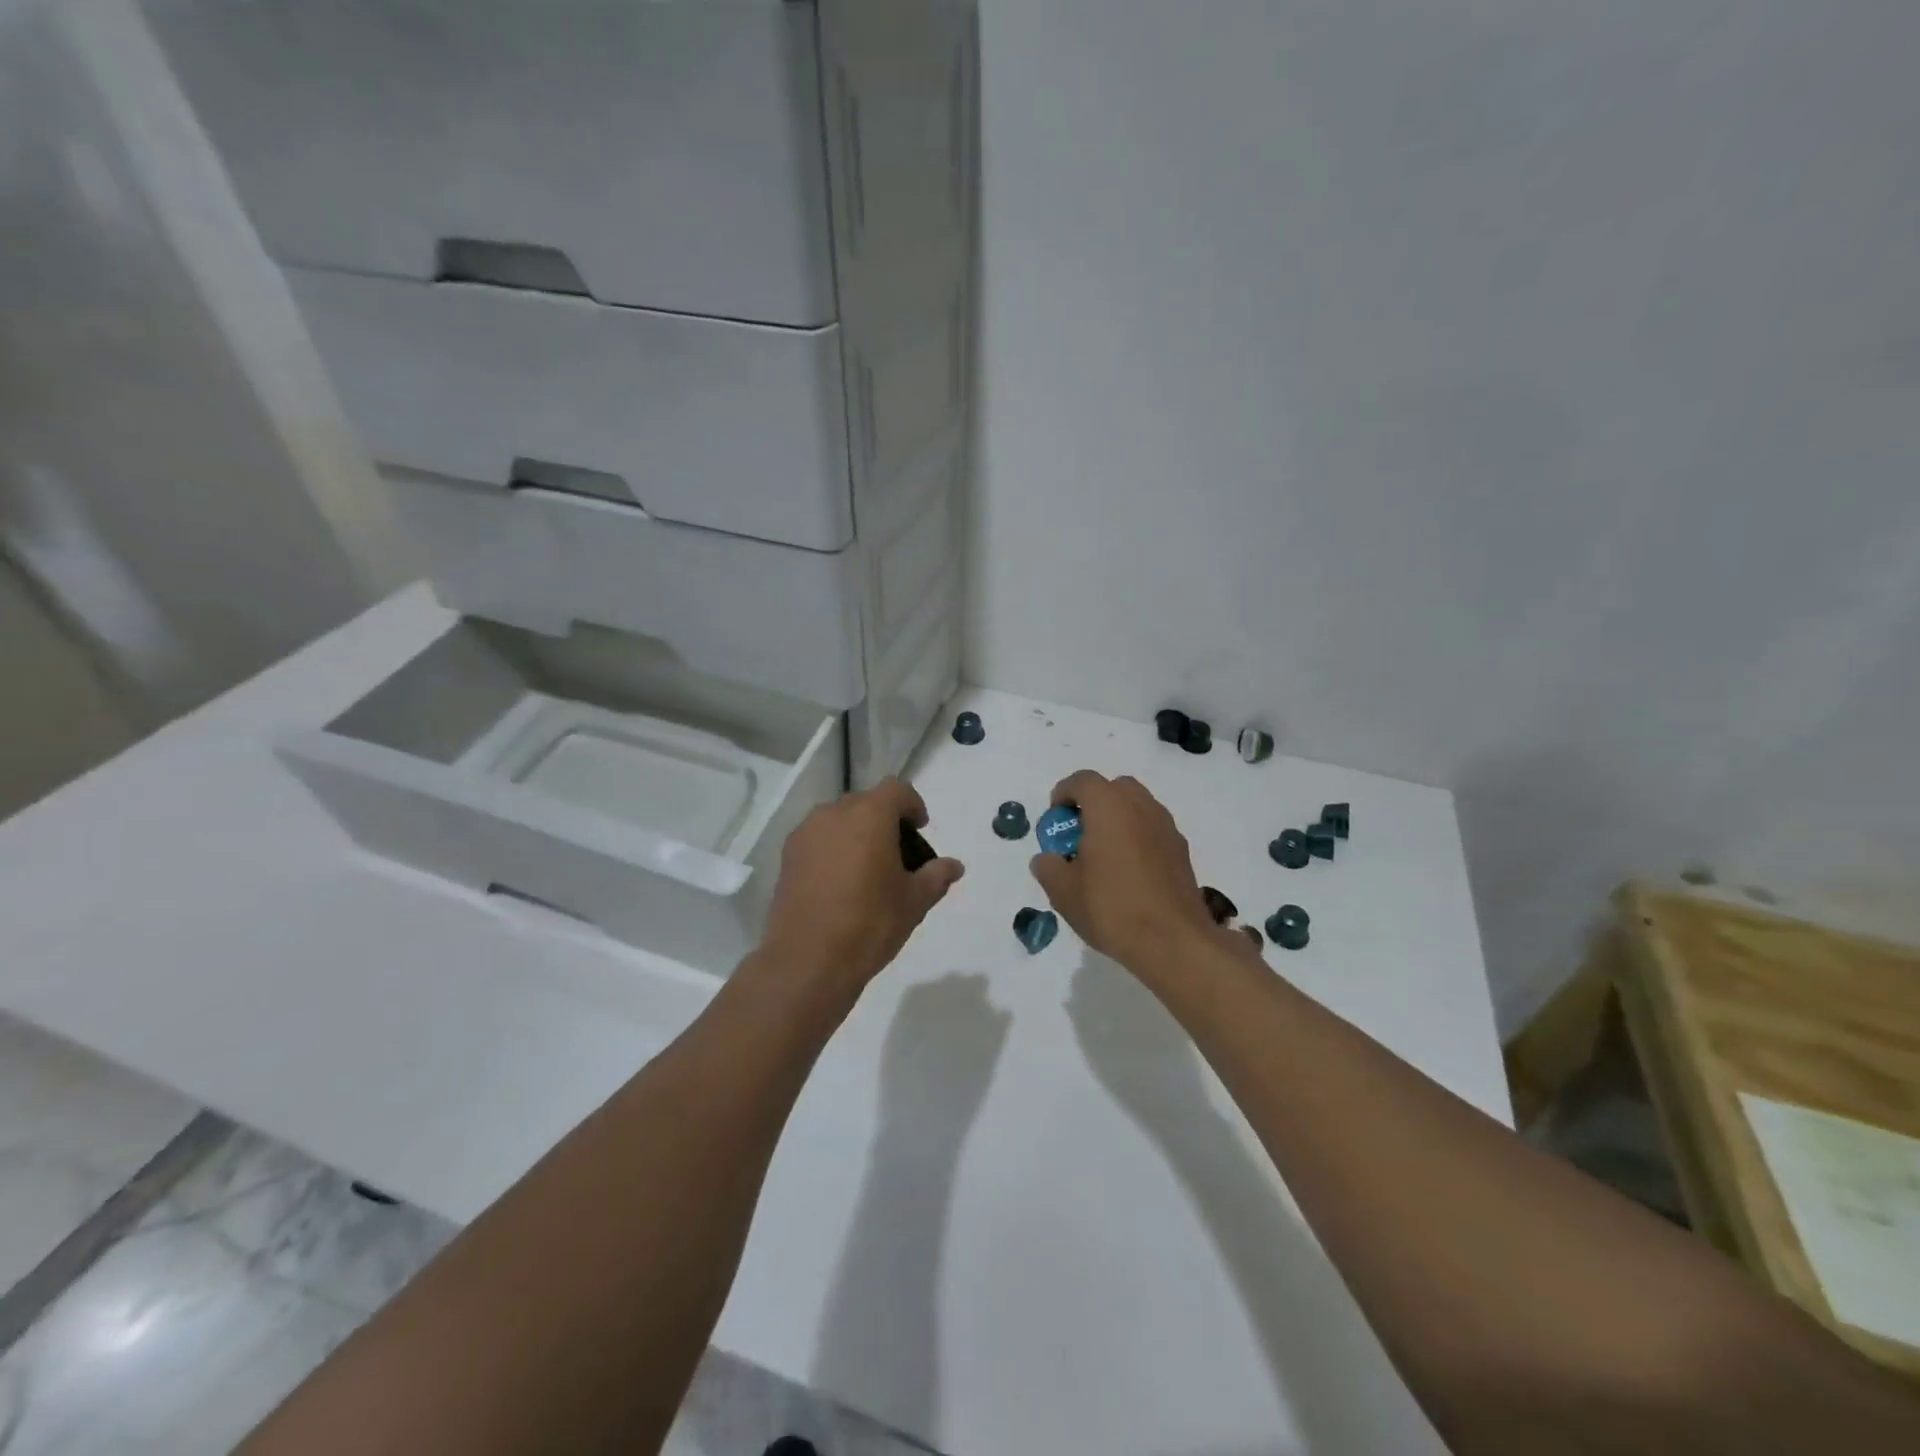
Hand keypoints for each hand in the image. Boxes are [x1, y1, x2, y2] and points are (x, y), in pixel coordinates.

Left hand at [761, 778, 964, 1000]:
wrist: (807, 960)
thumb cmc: (870, 924)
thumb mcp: (914, 901)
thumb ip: (936, 876)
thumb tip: (954, 866)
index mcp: (869, 816)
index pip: (897, 790)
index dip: (913, 805)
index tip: (919, 830)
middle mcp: (834, 814)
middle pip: (866, 802)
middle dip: (885, 820)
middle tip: (897, 854)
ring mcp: (806, 834)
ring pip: (839, 820)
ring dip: (857, 833)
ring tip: (867, 869)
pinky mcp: (787, 856)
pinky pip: (818, 839)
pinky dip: (833, 849)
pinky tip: (840, 883)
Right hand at [1029, 771, 1222, 975]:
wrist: (1172, 941)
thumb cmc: (1111, 908)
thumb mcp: (1063, 892)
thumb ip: (1048, 868)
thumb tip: (1047, 859)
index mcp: (1109, 807)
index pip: (1083, 781)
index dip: (1064, 793)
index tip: (1055, 819)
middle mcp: (1141, 807)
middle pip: (1114, 787)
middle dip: (1094, 802)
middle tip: (1079, 833)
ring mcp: (1166, 827)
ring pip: (1137, 807)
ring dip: (1117, 819)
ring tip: (1104, 854)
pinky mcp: (1181, 850)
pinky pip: (1152, 829)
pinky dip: (1137, 837)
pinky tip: (1128, 872)